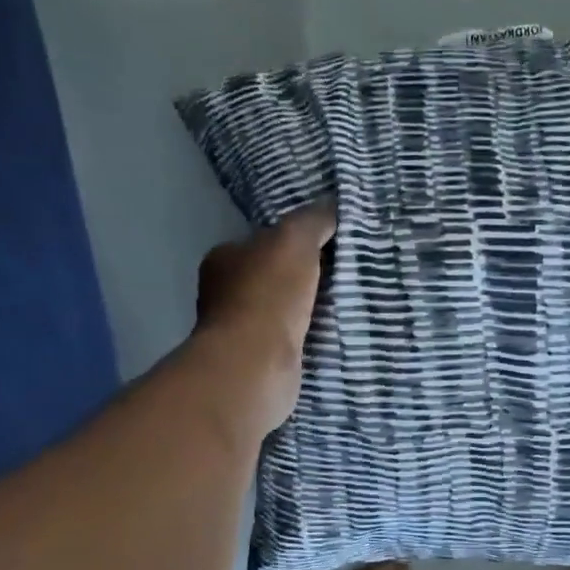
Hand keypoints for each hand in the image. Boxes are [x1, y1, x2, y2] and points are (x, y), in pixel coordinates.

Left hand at [193, 201, 336, 435]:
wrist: (257, 364)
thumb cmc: (269, 295)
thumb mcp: (294, 240)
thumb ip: (313, 220)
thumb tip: (332, 205)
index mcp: (225, 259)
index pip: (263, 242)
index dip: (295, 241)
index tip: (329, 246)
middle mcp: (225, 294)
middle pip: (273, 277)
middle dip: (303, 277)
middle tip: (342, 275)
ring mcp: (240, 331)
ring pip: (283, 311)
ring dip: (308, 310)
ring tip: (345, 305)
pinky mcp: (258, 361)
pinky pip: (290, 340)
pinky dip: (307, 337)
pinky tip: (331, 335)